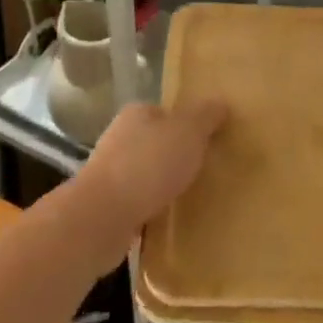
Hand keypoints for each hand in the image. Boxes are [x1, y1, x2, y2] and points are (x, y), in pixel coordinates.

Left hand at [84, 100, 226, 234]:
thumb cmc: (148, 165)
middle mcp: (119, 139)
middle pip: (155, 143)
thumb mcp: (189, 131)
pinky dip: (152, 209)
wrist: (102, 218)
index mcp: (136, 114)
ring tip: (190, 197)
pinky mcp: (106, 207)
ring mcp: (109, 174)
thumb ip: (206, 116)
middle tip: (204, 170)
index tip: (207, 142)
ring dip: (163, 185)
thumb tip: (220, 102)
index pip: (165, 112)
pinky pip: (137, 204)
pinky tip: (169, 220)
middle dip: (176, 156)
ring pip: (145, 175)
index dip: (187, 125)